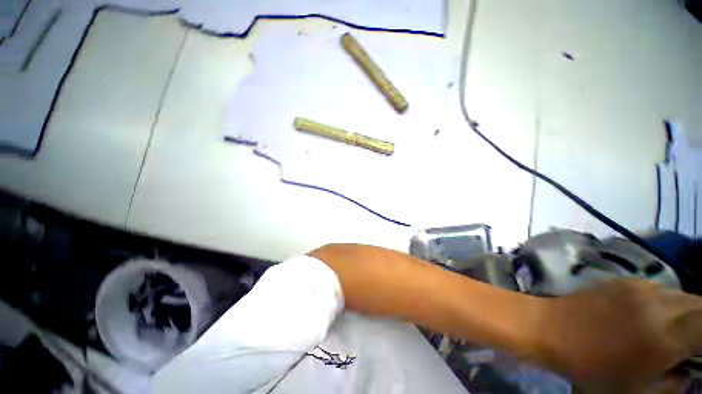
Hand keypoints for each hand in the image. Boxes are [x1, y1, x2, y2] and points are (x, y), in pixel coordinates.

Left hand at [532, 279, 701, 392]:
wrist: (549, 328)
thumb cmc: (591, 367)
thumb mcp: (636, 390)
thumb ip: (672, 383)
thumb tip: (687, 368)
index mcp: (666, 335)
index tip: (699, 350)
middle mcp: (659, 304)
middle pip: (699, 304)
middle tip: (693, 342)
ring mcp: (640, 288)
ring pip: (681, 294)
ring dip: (687, 311)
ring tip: (675, 329)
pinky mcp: (623, 281)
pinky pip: (659, 288)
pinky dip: (667, 302)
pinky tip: (653, 315)